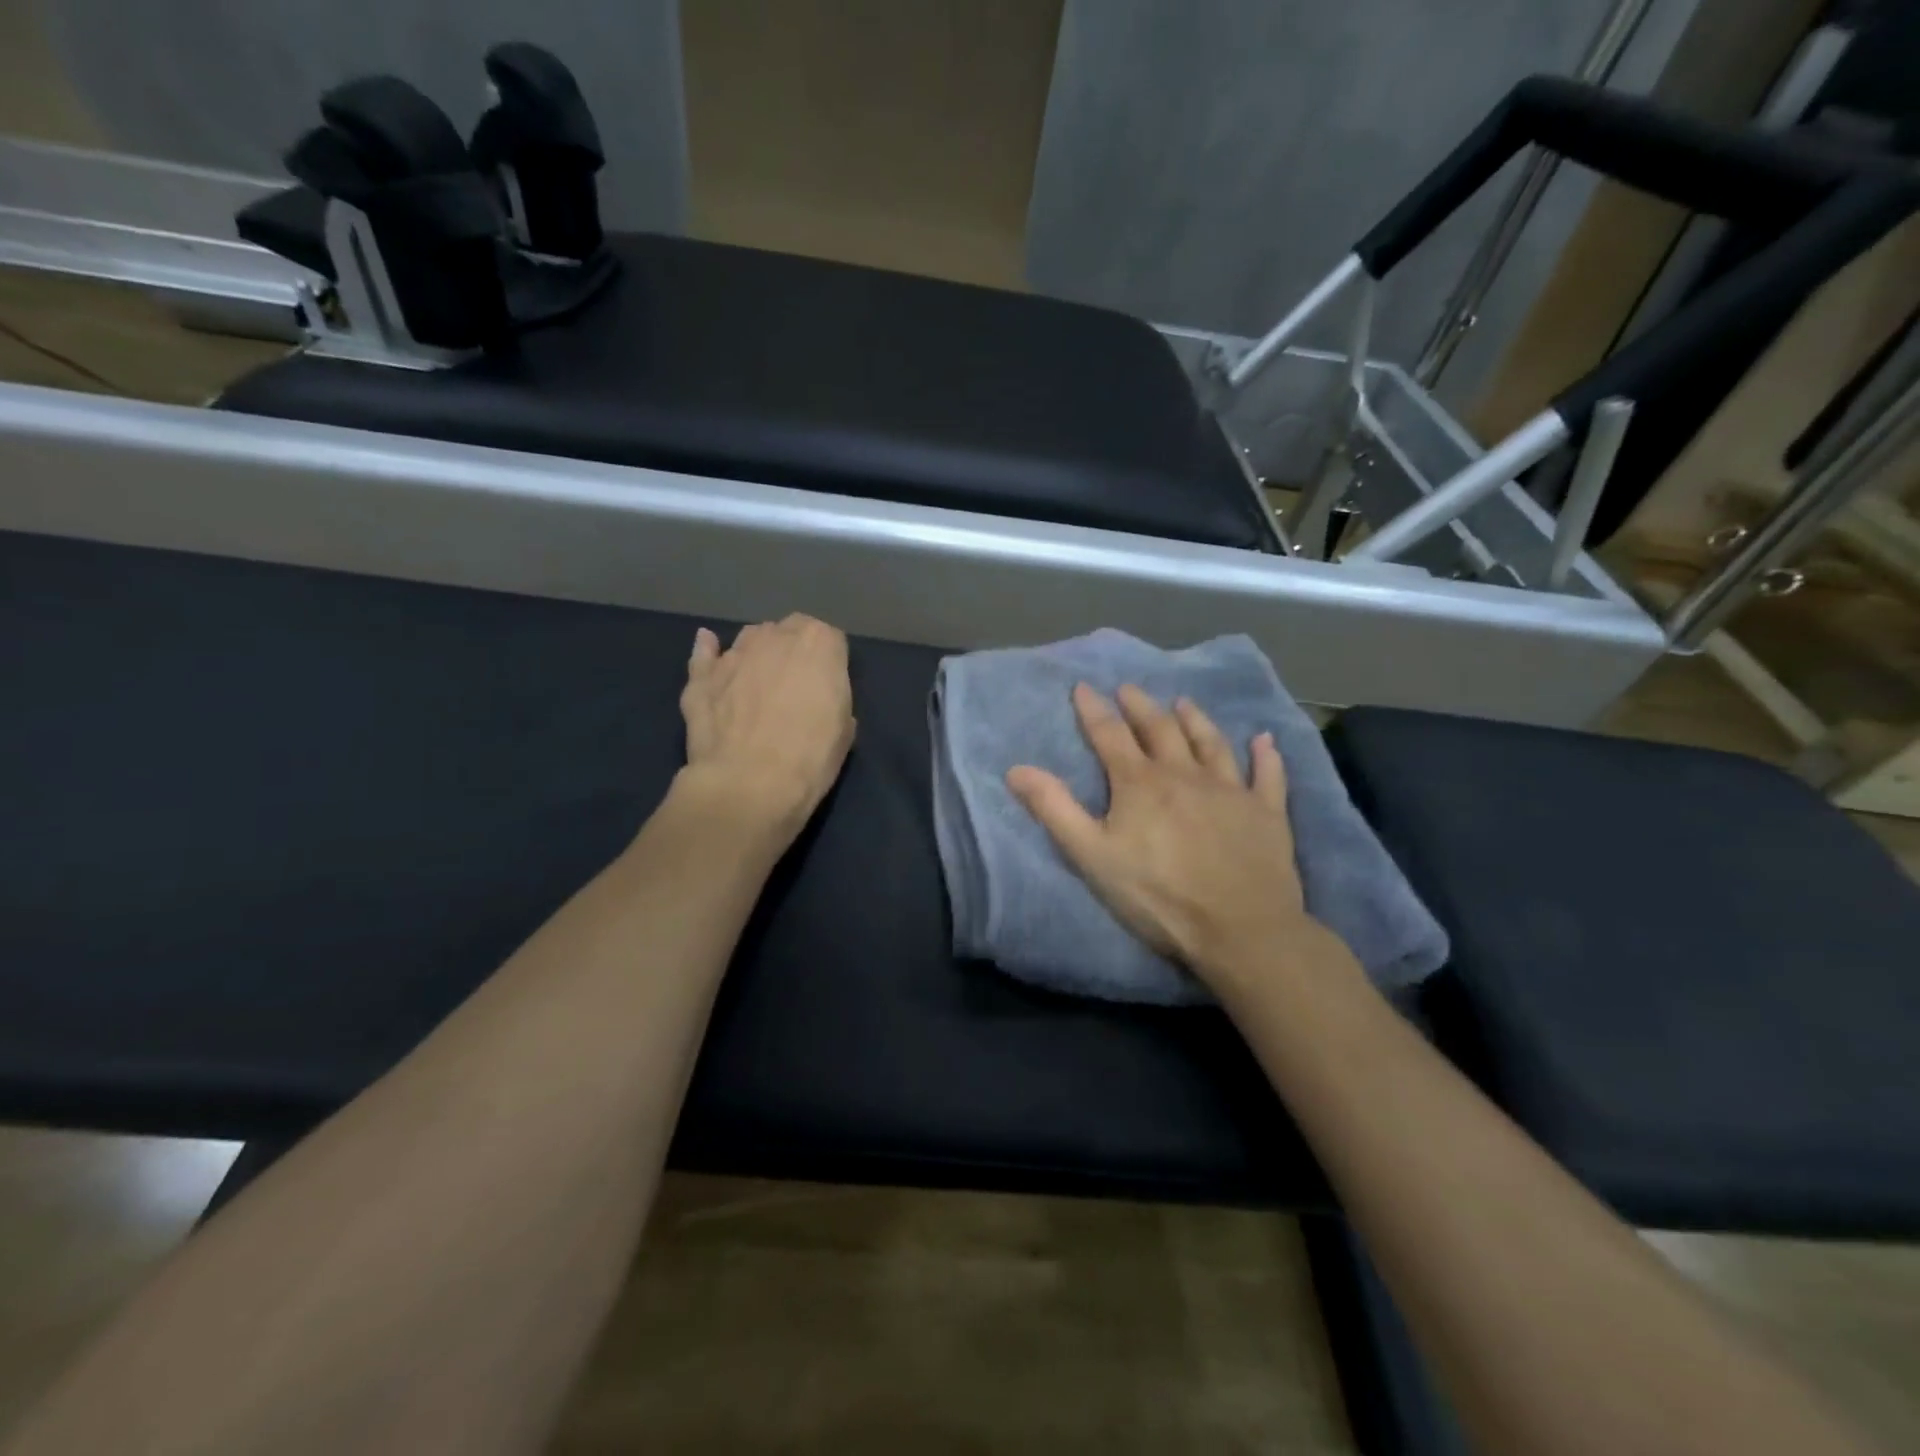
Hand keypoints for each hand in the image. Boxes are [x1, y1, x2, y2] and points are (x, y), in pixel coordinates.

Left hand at [678, 615, 855, 842]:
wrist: (750, 784)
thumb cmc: (811, 757)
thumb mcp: (844, 728)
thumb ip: (833, 696)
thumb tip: (820, 695)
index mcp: (818, 643)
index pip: (830, 639)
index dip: (829, 663)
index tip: (828, 687)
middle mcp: (775, 637)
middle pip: (788, 632)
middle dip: (793, 652)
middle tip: (796, 687)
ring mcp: (734, 654)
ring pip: (749, 639)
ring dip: (758, 654)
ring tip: (760, 683)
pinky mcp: (701, 677)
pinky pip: (705, 654)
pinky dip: (708, 651)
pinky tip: (709, 649)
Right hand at [1007, 684, 1318, 986]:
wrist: (1239, 927)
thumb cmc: (1157, 894)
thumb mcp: (1092, 855)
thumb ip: (1054, 809)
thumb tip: (1016, 769)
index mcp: (1140, 783)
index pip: (1110, 735)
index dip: (1094, 710)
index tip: (1083, 687)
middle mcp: (1185, 774)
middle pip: (1160, 729)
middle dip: (1141, 706)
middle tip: (1130, 688)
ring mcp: (1231, 790)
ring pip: (1211, 743)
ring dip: (1195, 720)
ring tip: (1184, 702)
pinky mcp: (1266, 812)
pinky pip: (1268, 776)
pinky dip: (1266, 756)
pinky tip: (1265, 741)